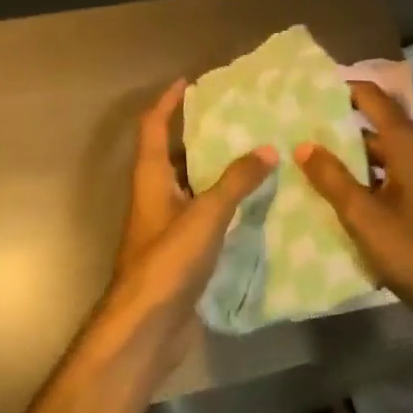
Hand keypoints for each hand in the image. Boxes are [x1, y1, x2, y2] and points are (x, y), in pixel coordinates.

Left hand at [96, 80, 276, 362]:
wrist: (146, 329)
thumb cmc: (167, 263)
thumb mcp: (204, 216)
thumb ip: (234, 182)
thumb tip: (267, 149)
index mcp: (150, 180)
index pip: (153, 128)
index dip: (167, 103)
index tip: (188, 82)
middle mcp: (156, 197)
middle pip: (174, 155)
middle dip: (201, 135)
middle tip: (238, 119)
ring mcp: (167, 228)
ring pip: (193, 187)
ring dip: (217, 171)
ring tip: (255, 154)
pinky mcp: (181, 253)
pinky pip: (205, 217)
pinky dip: (225, 205)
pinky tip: (254, 205)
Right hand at [296, 81, 412, 335]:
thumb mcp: (365, 216)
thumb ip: (332, 178)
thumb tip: (303, 144)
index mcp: (410, 146)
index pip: (375, 99)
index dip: (344, 88)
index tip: (308, 88)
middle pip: (376, 127)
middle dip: (338, 126)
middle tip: (297, 128)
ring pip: (381, 157)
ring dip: (349, 157)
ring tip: (306, 160)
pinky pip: (388, 180)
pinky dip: (363, 181)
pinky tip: (335, 195)